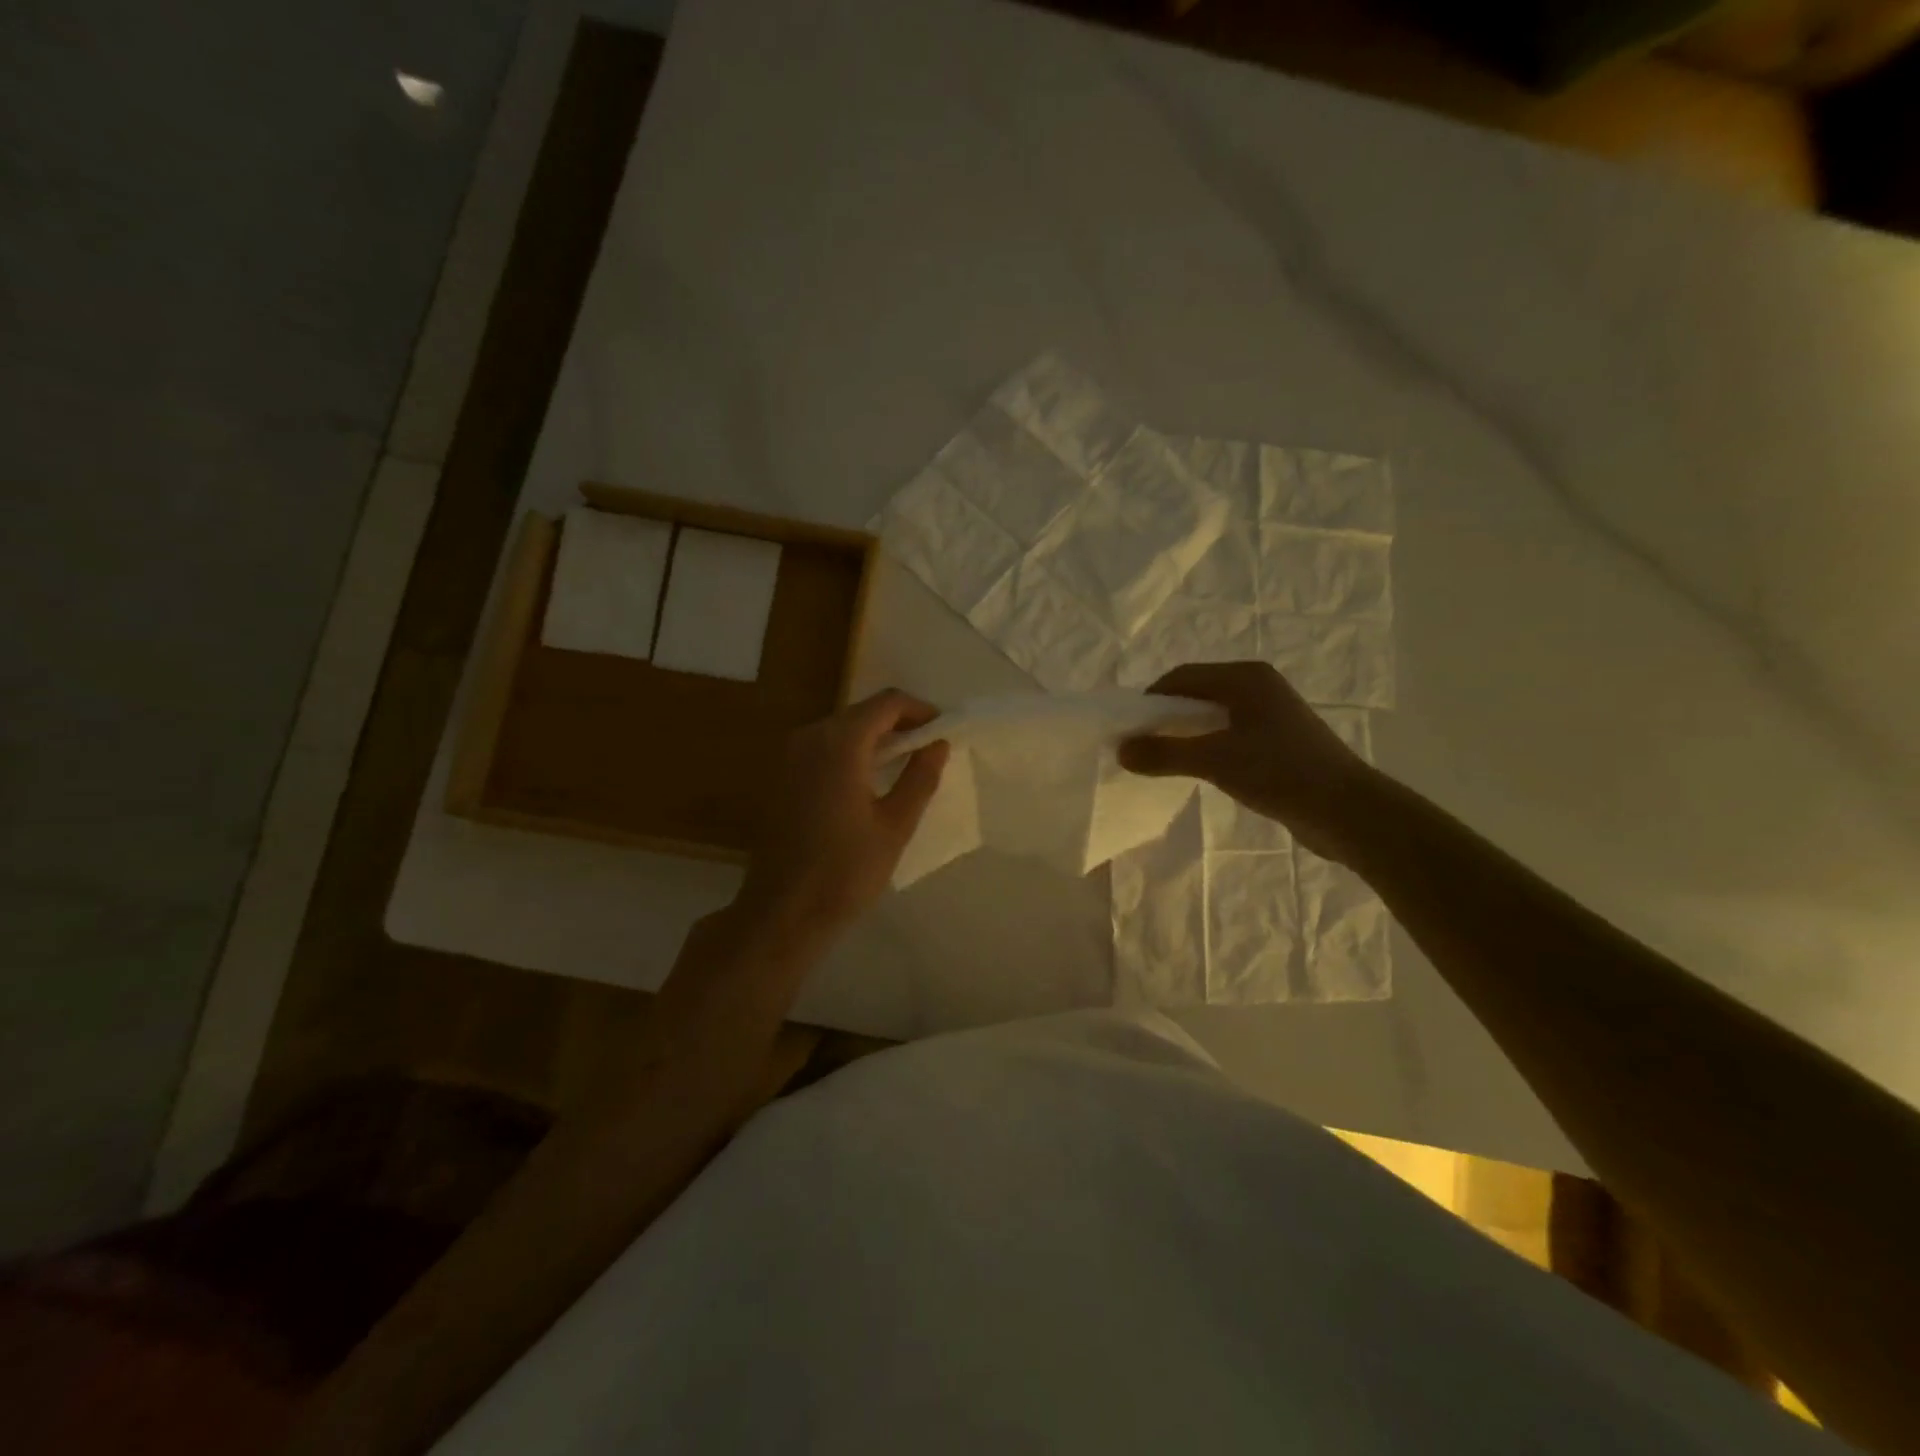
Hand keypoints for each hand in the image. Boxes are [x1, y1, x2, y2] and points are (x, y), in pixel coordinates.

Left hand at [737, 689, 950, 941]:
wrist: (782, 912)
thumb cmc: (846, 872)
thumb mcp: (895, 826)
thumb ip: (920, 777)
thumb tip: (938, 744)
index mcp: (840, 744)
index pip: (886, 703)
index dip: (919, 710)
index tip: (942, 730)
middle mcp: (809, 737)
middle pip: (861, 712)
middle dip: (897, 724)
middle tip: (928, 749)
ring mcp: (789, 756)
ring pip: (840, 729)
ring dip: (873, 738)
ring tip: (903, 765)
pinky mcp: (780, 776)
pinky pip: (822, 748)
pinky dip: (850, 753)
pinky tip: (867, 782)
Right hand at [1117, 662, 1377, 861]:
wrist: (1347, 811)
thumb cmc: (1280, 773)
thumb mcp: (1214, 761)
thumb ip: (1164, 753)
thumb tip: (1121, 750)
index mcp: (1245, 678)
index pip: (1182, 676)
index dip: (1150, 700)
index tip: (1128, 729)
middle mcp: (1259, 687)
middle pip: (1197, 693)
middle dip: (1166, 717)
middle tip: (1142, 746)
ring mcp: (1271, 714)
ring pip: (1213, 716)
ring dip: (1185, 734)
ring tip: (1164, 760)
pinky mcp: (1279, 741)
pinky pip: (1230, 734)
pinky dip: (1207, 746)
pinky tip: (1199, 771)